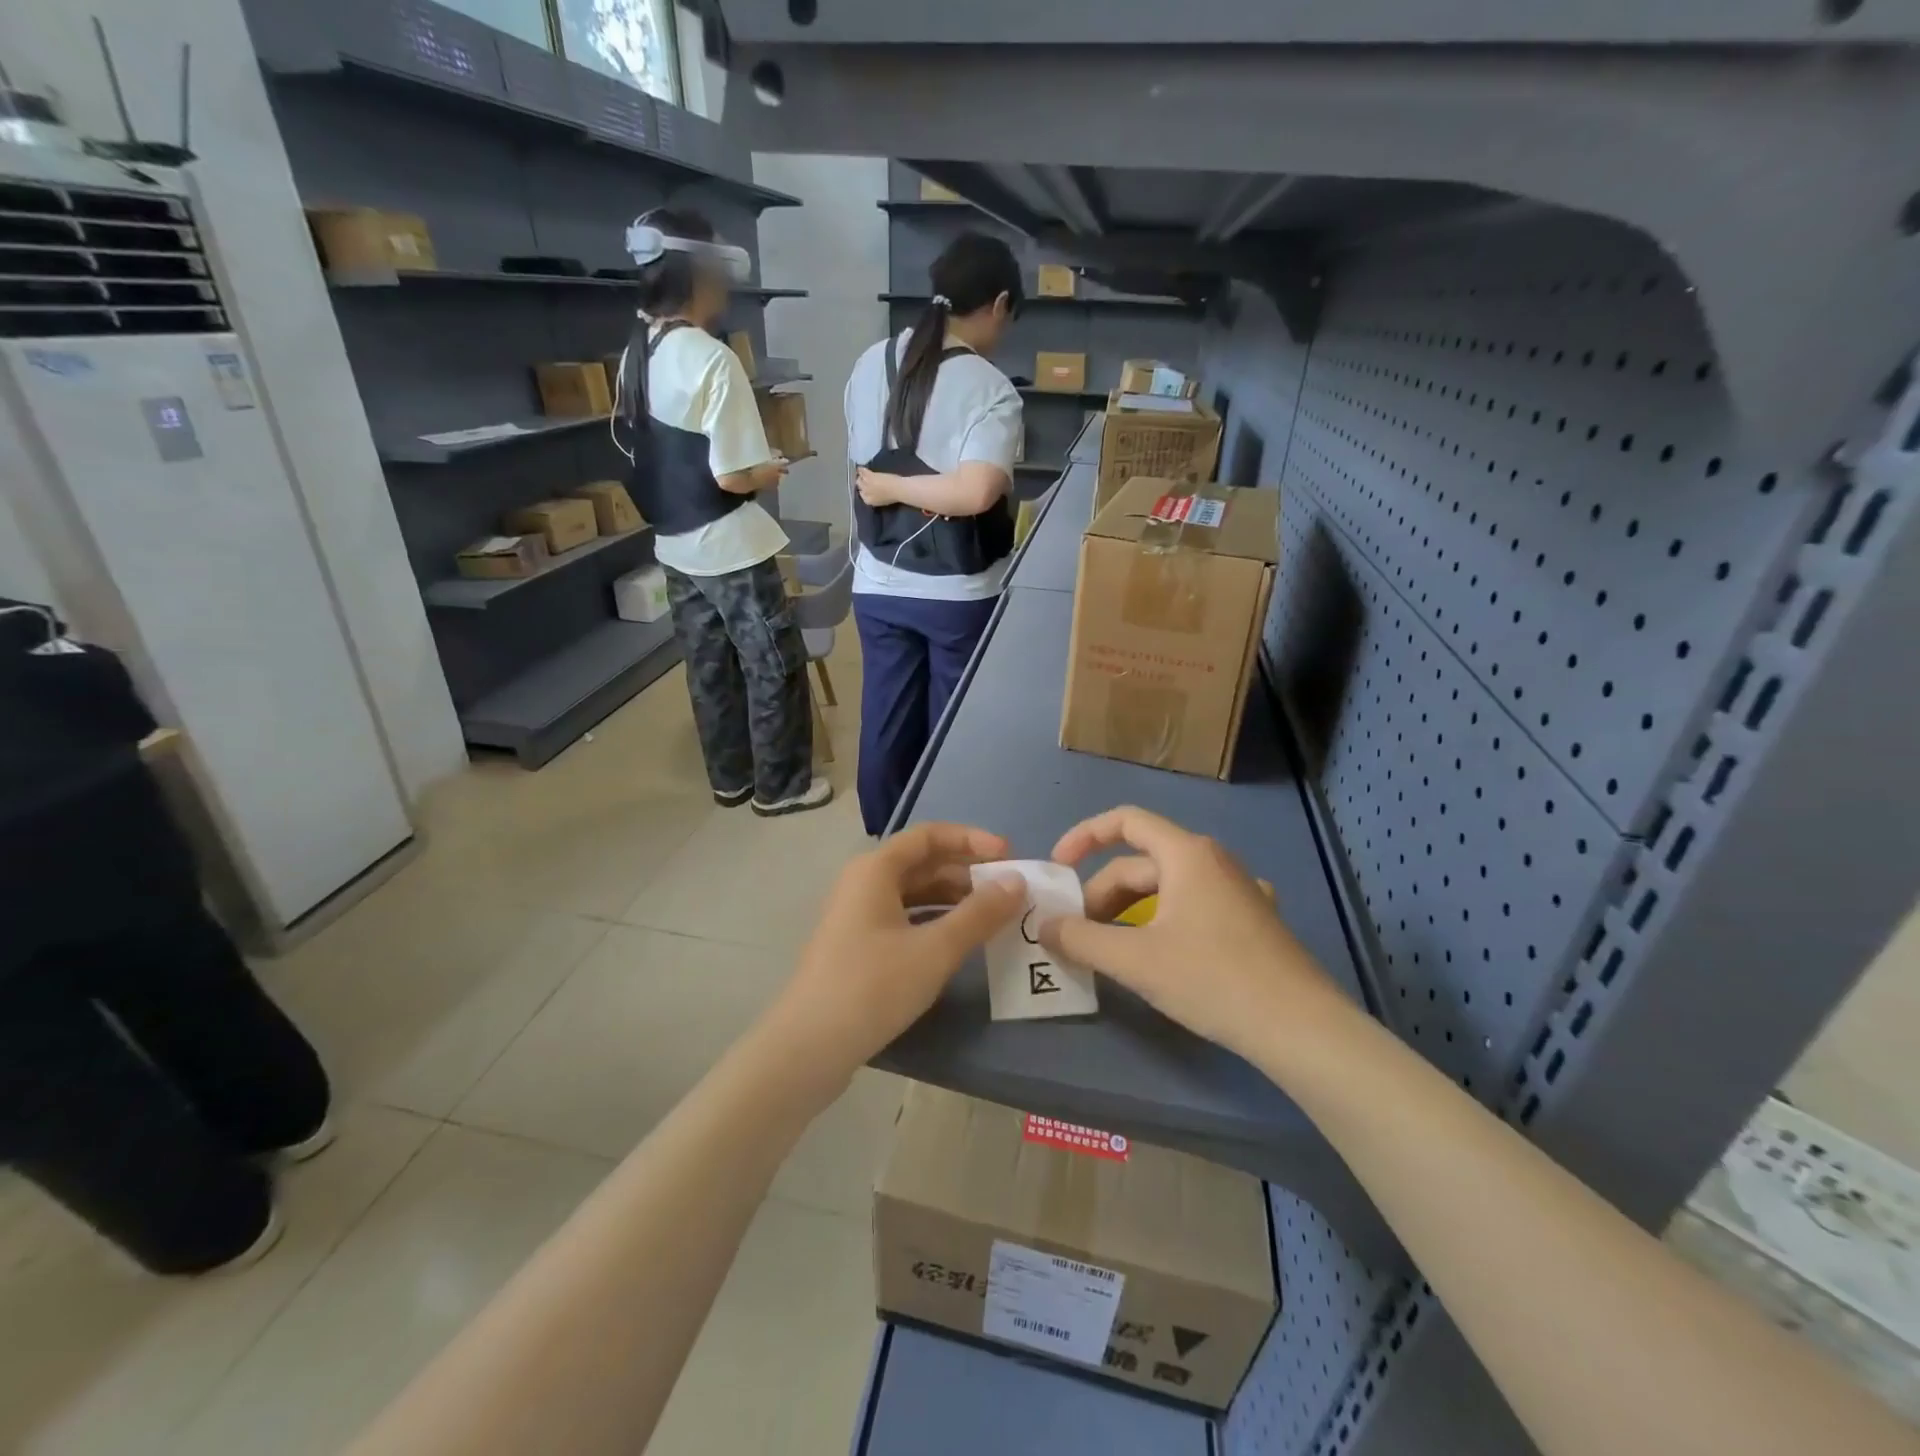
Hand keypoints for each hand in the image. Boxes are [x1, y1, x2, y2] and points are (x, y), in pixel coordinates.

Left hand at [769, 823, 1023, 1086]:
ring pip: (913, 893)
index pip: (930, 835)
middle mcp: (863, 882)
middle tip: (1008, 891)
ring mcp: (857, 915)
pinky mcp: (857, 945)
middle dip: (966, 872)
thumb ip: (979, 913)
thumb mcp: (935, 949)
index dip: (972, 840)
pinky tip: (959, 942)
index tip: (1009, 856)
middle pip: (922, 863)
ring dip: (953, 899)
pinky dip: (934, 921)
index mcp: (875, 869)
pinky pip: (904, 918)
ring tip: (992, 917)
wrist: (808, 1048)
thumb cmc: (873, 986)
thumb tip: (1017, 881)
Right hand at [855, 467, 898, 506]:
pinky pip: (862, 471)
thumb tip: (873, 492)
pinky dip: (861, 469)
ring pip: (859, 479)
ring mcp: (866, 484)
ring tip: (861, 473)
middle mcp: (865, 493)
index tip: (865, 488)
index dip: (863, 491)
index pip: (862, 495)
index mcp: (868, 501)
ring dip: (860, 476)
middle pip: (859, 486)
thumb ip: (875, 497)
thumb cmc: (894, 496)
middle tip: (863, 480)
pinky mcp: (869, 476)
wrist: (898, 490)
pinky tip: (860, 467)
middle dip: (860, 483)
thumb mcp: (882, 501)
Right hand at [1039, 805, 1344, 1063]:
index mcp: (1186, 854)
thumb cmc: (1213, 980)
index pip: (1124, 821)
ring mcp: (1239, 889)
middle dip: (1102, 895)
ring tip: (1113, 949)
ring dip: (1131, 911)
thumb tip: (1045, 926)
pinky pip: (1196, 906)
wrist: (1302, 1028)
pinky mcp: (1255, 919)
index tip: (1059, 870)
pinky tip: (1168, 947)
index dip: (1084, 837)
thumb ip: (1081, 940)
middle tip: (1078, 935)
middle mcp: (1213, 860)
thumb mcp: (1136, 961)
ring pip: (1168, 888)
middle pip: (1141, 864)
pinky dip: (1167, 920)